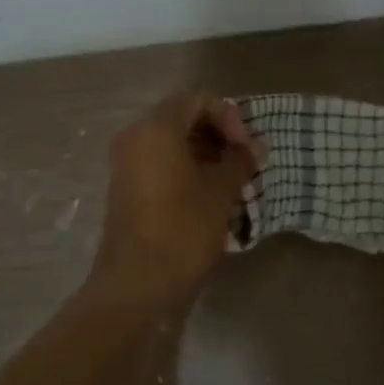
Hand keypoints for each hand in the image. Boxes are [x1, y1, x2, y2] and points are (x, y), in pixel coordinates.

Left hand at [86, 93, 266, 309]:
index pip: (196, 100)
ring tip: (232, 180)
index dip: (228, 116)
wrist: (136, 285)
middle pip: (181, 118)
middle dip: (217, 134)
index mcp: (155, 129)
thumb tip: (257, 144)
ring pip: (170, 143)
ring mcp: (125, 164)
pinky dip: (185, 169)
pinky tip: (209, 194)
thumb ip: (240, 160)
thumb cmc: (182, 229)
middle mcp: (134, 138)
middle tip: (243, 161)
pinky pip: (158, 164)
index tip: (245, 146)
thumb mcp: (220, 192)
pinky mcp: (126, 189)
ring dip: (204, 153)